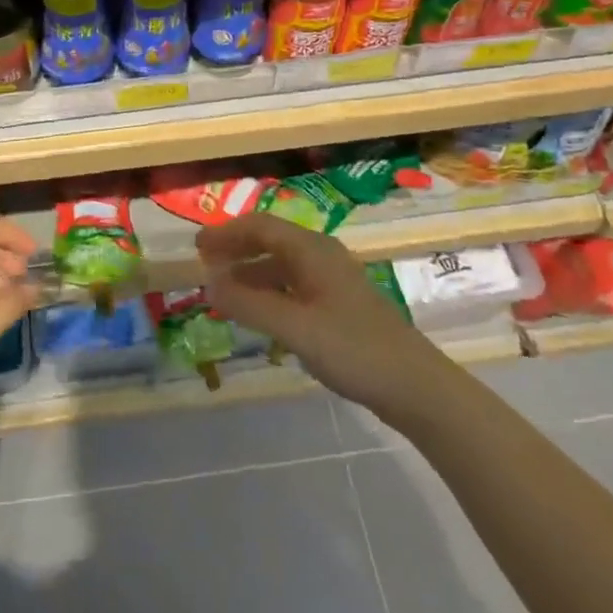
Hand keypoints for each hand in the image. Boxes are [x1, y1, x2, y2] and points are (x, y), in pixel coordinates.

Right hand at [197, 214, 420, 414]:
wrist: (415, 386)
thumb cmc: (353, 349)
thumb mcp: (294, 327)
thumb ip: (249, 305)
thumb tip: (207, 285)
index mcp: (311, 250)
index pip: (260, 226)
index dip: (226, 233)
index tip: (197, 247)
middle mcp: (321, 255)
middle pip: (270, 241)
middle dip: (236, 250)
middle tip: (205, 266)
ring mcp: (333, 280)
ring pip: (282, 265)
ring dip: (251, 273)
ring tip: (225, 292)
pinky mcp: (340, 305)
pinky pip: (294, 286)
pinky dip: (269, 292)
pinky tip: (260, 313)